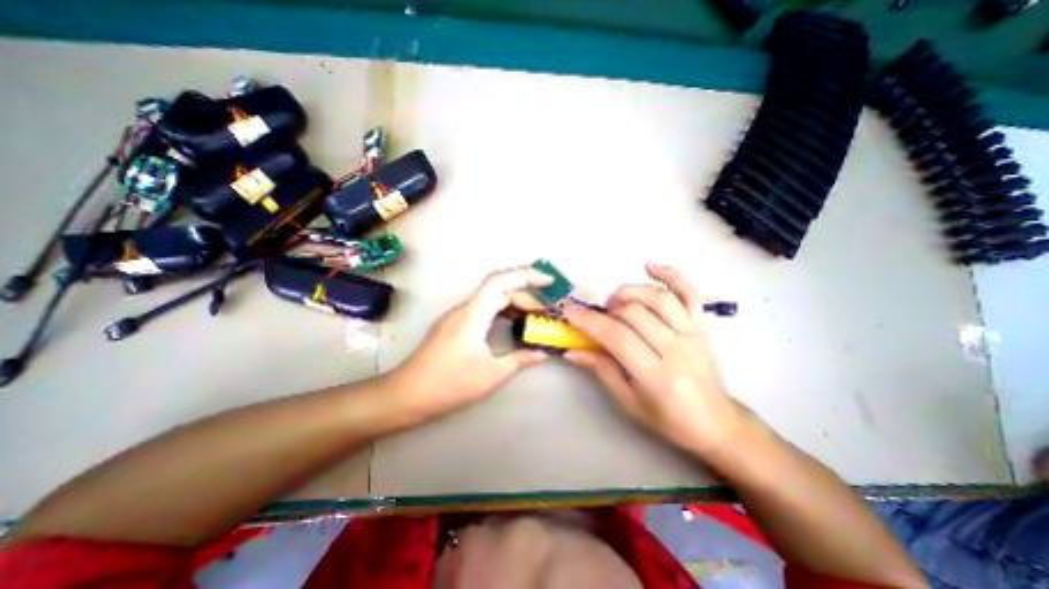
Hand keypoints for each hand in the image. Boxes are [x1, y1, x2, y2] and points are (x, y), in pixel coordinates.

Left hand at [389, 263, 550, 421]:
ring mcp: (458, 316)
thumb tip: (543, 353)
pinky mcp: (455, 325)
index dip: (526, 275)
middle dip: (525, 295)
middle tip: (545, 313)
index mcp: (473, 314)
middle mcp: (465, 308)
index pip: (500, 281)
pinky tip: (512, 324)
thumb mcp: (492, 374)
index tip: (549, 281)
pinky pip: (483, 309)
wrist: (408, 395)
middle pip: (498, 289)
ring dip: (513, 303)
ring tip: (533, 317)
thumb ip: (520, 359)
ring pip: (490, 298)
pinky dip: (502, 312)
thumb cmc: (450, 384)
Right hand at [562, 261, 750, 455]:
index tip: (569, 312)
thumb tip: (571, 349)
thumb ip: (600, 370)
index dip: (590, 321)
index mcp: (657, 376)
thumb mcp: (628, 401)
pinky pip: (689, 293)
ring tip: (615, 300)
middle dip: (607, 309)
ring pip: (658, 298)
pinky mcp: (702, 325)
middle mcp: (677, 350)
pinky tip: (649, 266)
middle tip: (595, 315)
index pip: (618, 337)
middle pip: (635, 313)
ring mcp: (693, 333)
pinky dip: (671, 274)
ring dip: (630, 291)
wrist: (715, 422)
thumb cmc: (667, 418)